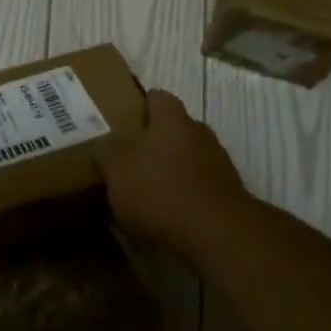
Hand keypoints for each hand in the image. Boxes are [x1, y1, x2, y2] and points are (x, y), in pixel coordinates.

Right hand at [95, 90, 249, 261]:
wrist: (216, 232)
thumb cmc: (160, 191)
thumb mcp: (117, 170)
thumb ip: (107, 151)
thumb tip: (103, 142)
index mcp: (172, 119)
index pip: (157, 97)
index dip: (139, 106)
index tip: (122, 121)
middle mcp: (199, 132)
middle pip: (174, 128)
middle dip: (154, 141)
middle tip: (128, 159)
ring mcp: (218, 161)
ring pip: (188, 156)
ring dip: (170, 169)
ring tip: (147, 190)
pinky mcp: (226, 191)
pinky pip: (199, 184)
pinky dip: (184, 192)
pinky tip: (168, 213)